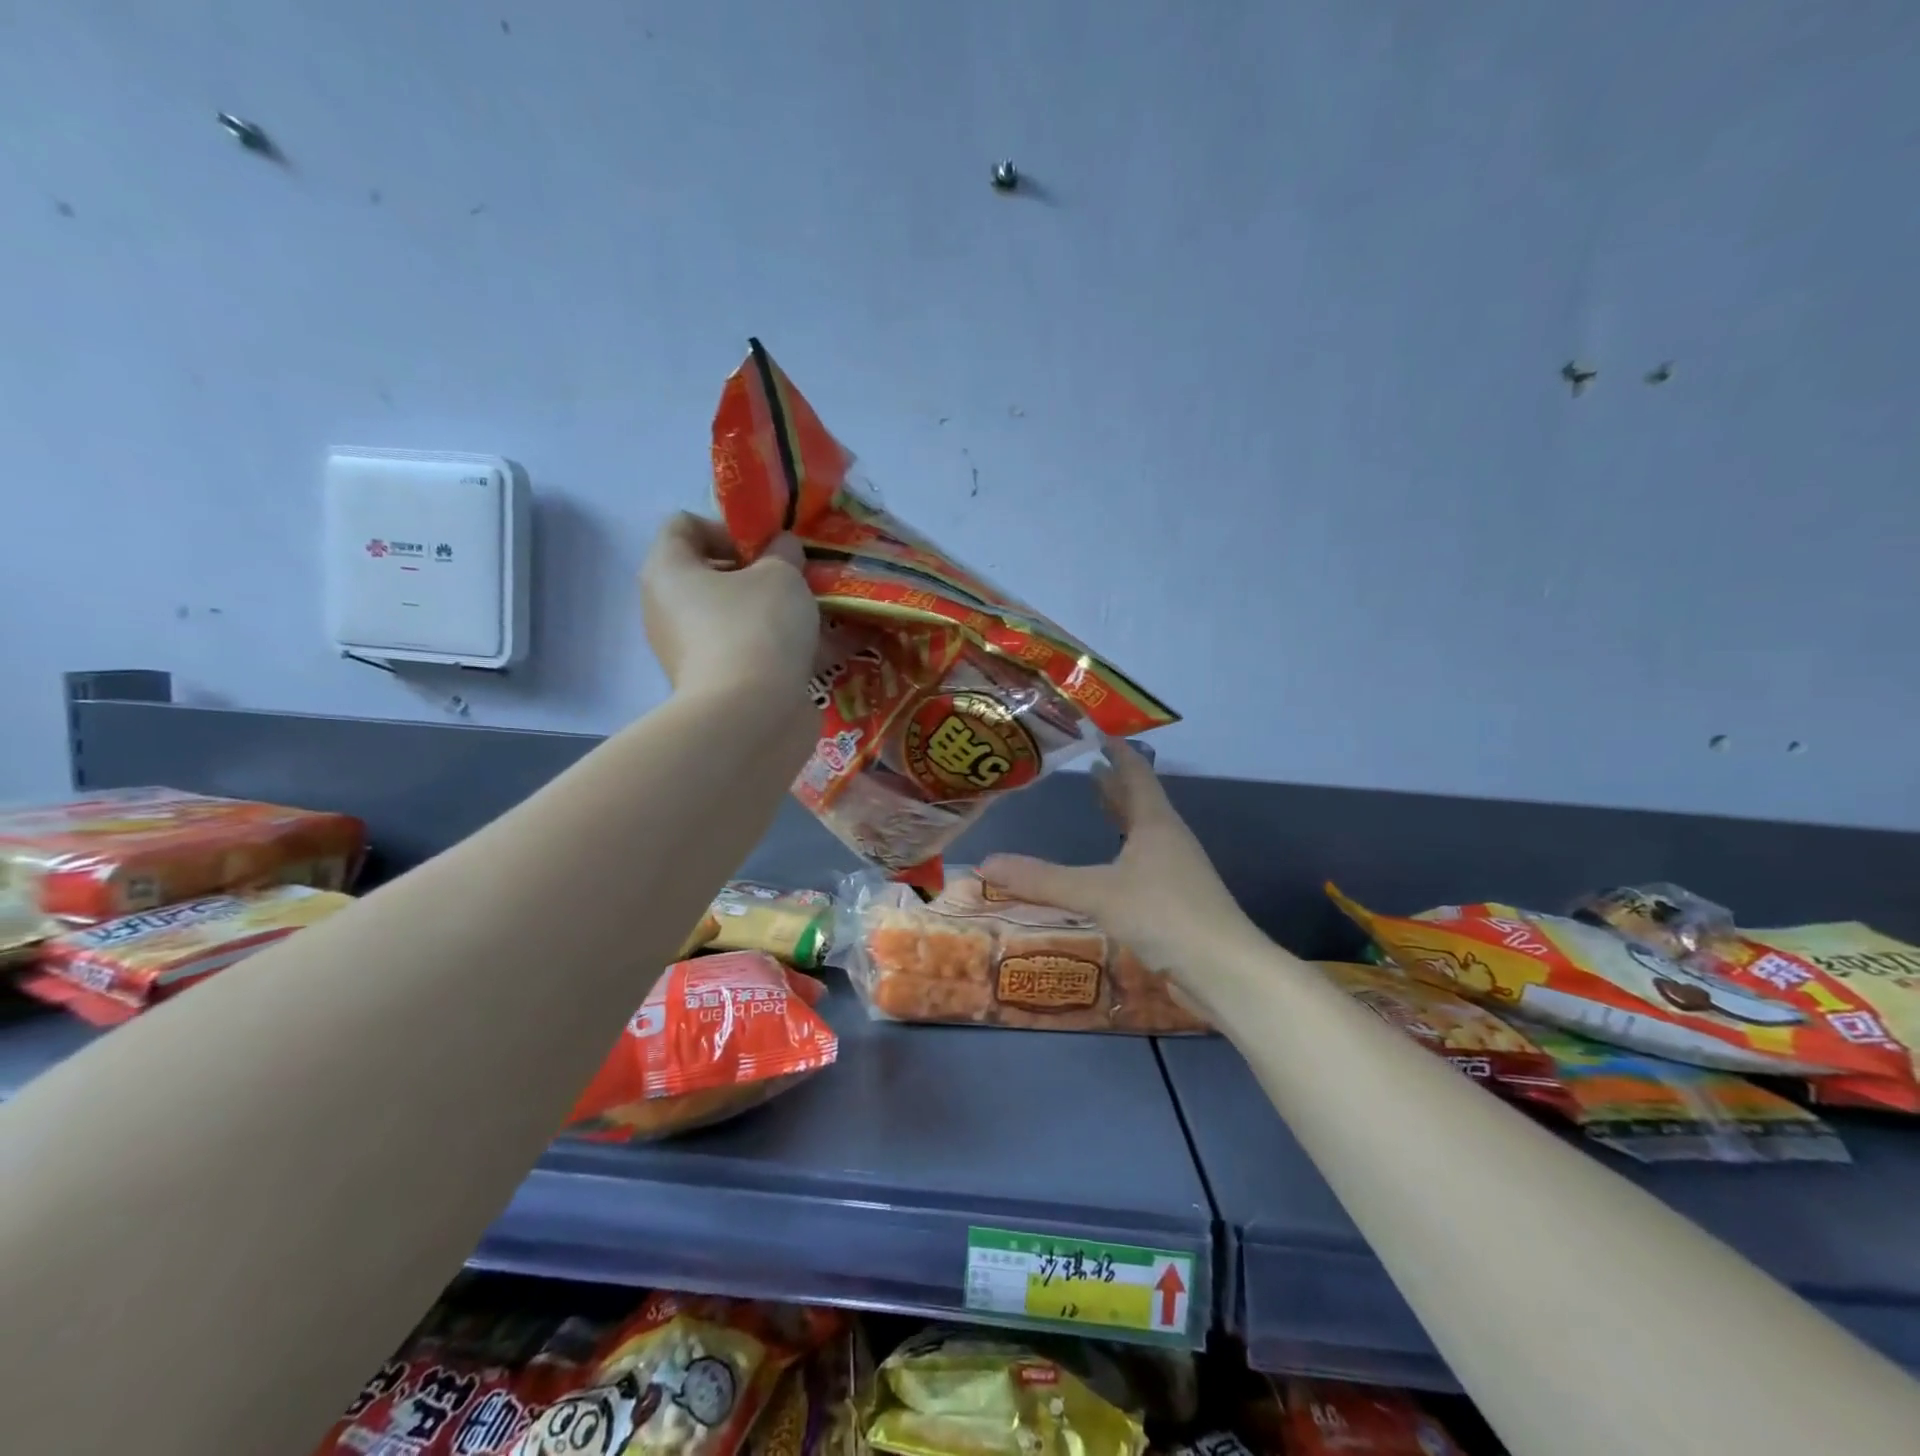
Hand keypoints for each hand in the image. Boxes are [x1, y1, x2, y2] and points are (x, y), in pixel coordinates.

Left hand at [641, 513, 819, 699]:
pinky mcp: (719, 687)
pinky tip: (833, 650)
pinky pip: (755, 655)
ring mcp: (693, 653)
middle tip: (800, 579)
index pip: (684, 525)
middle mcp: (670, 611)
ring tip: (823, 614)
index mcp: (669, 571)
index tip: (769, 545)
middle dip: (762, 574)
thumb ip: (783, 552)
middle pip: (715, 576)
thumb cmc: (757, 628)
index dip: (729, 526)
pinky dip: (786, 651)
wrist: (751, 717)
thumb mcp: (781, 575)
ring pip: (740, 619)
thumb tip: (782, 549)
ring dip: (779, 614)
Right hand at [979, 742, 1264, 1007]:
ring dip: (1120, 816)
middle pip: (1139, 801)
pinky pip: (1144, 862)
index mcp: (1155, 822)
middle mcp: (1168, 839)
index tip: (1096, 731)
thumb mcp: (1096, 893)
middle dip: (1114, 784)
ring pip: (1143, 832)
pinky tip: (1110, 866)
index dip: (1116, 751)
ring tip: (1095, 805)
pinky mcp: (1176, 900)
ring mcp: (1176, 870)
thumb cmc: (1164, 914)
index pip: (1135, 772)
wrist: (1225, 971)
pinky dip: (1123, 851)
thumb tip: (985, 864)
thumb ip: (1041, 880)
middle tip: (1087, 767)